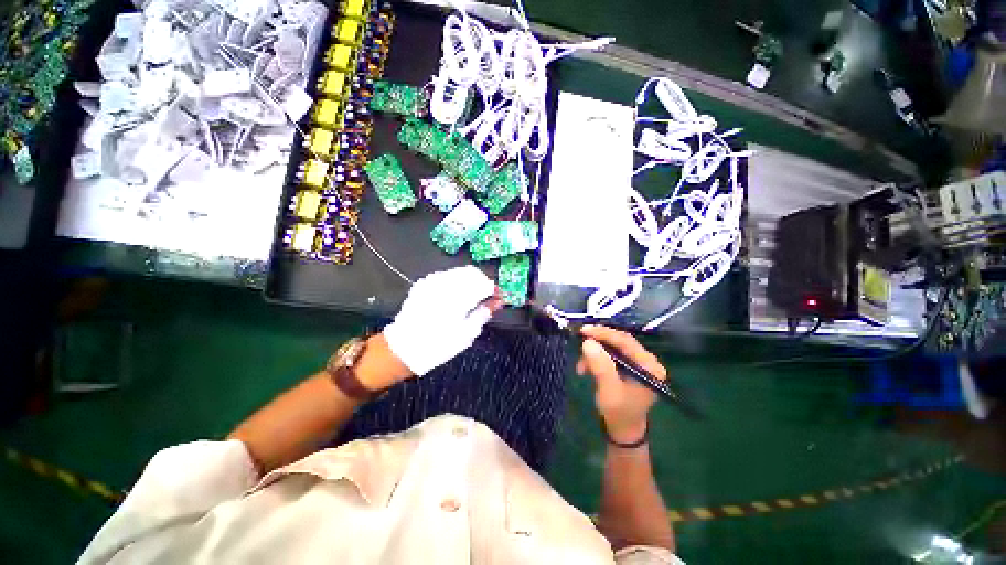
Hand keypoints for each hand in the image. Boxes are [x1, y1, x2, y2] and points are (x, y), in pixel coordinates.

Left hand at [383, 266, 501, 375]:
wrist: (404, 348)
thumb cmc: (439, 345)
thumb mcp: (467, 333)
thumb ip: (484, 313)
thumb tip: (498, 301)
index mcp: (458, 297)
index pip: (484, 283)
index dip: (494, 289)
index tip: (499, 297)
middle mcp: (445, 284)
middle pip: (473, 273)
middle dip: (483, 282)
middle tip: (486, 297)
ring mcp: (432, 281)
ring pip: (459, 271)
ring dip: (470, 281)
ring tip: (471, 297)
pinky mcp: (423, 283)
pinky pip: (445, 275)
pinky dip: (455, 281)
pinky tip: (455, 295)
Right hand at [576, 325, 667, 443]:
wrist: (623, 430)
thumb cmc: (619, 412)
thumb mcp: (608, 390)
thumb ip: (601, 366)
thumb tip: (588, 342)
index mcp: (649, 366)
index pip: (626, 341)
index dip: (604, 334)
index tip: (584, 331)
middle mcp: (646, 361)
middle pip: (620, 341)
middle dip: (598, 340)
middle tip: (580, 338)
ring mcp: (637, 363)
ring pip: (613, 346)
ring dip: (595, 352)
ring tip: (581, 366)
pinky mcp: (628, 366)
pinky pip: (611, 354)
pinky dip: (596, 358)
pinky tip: (585, 368)